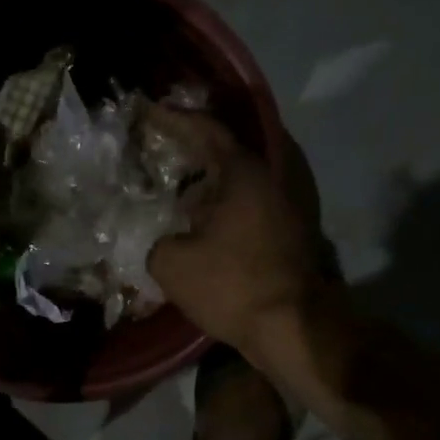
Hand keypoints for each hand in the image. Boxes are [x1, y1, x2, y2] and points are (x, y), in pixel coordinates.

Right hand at [146, 107, 323, 355]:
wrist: (293, 328)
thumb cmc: (232, 285)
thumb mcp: (171, 263)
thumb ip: (154, 241)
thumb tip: (159, 240)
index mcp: (243, 173)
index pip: (205, 130)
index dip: (172, 119)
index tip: (146, 111)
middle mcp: (271, 178)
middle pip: (226, 152)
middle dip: (191, 149)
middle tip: (158, 149)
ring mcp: (286, 206)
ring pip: (238, 181)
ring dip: (207, 181)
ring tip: (173, 188)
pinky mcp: (289, 233)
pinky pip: (248, 204)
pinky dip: (222, 205)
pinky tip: (198, 222)